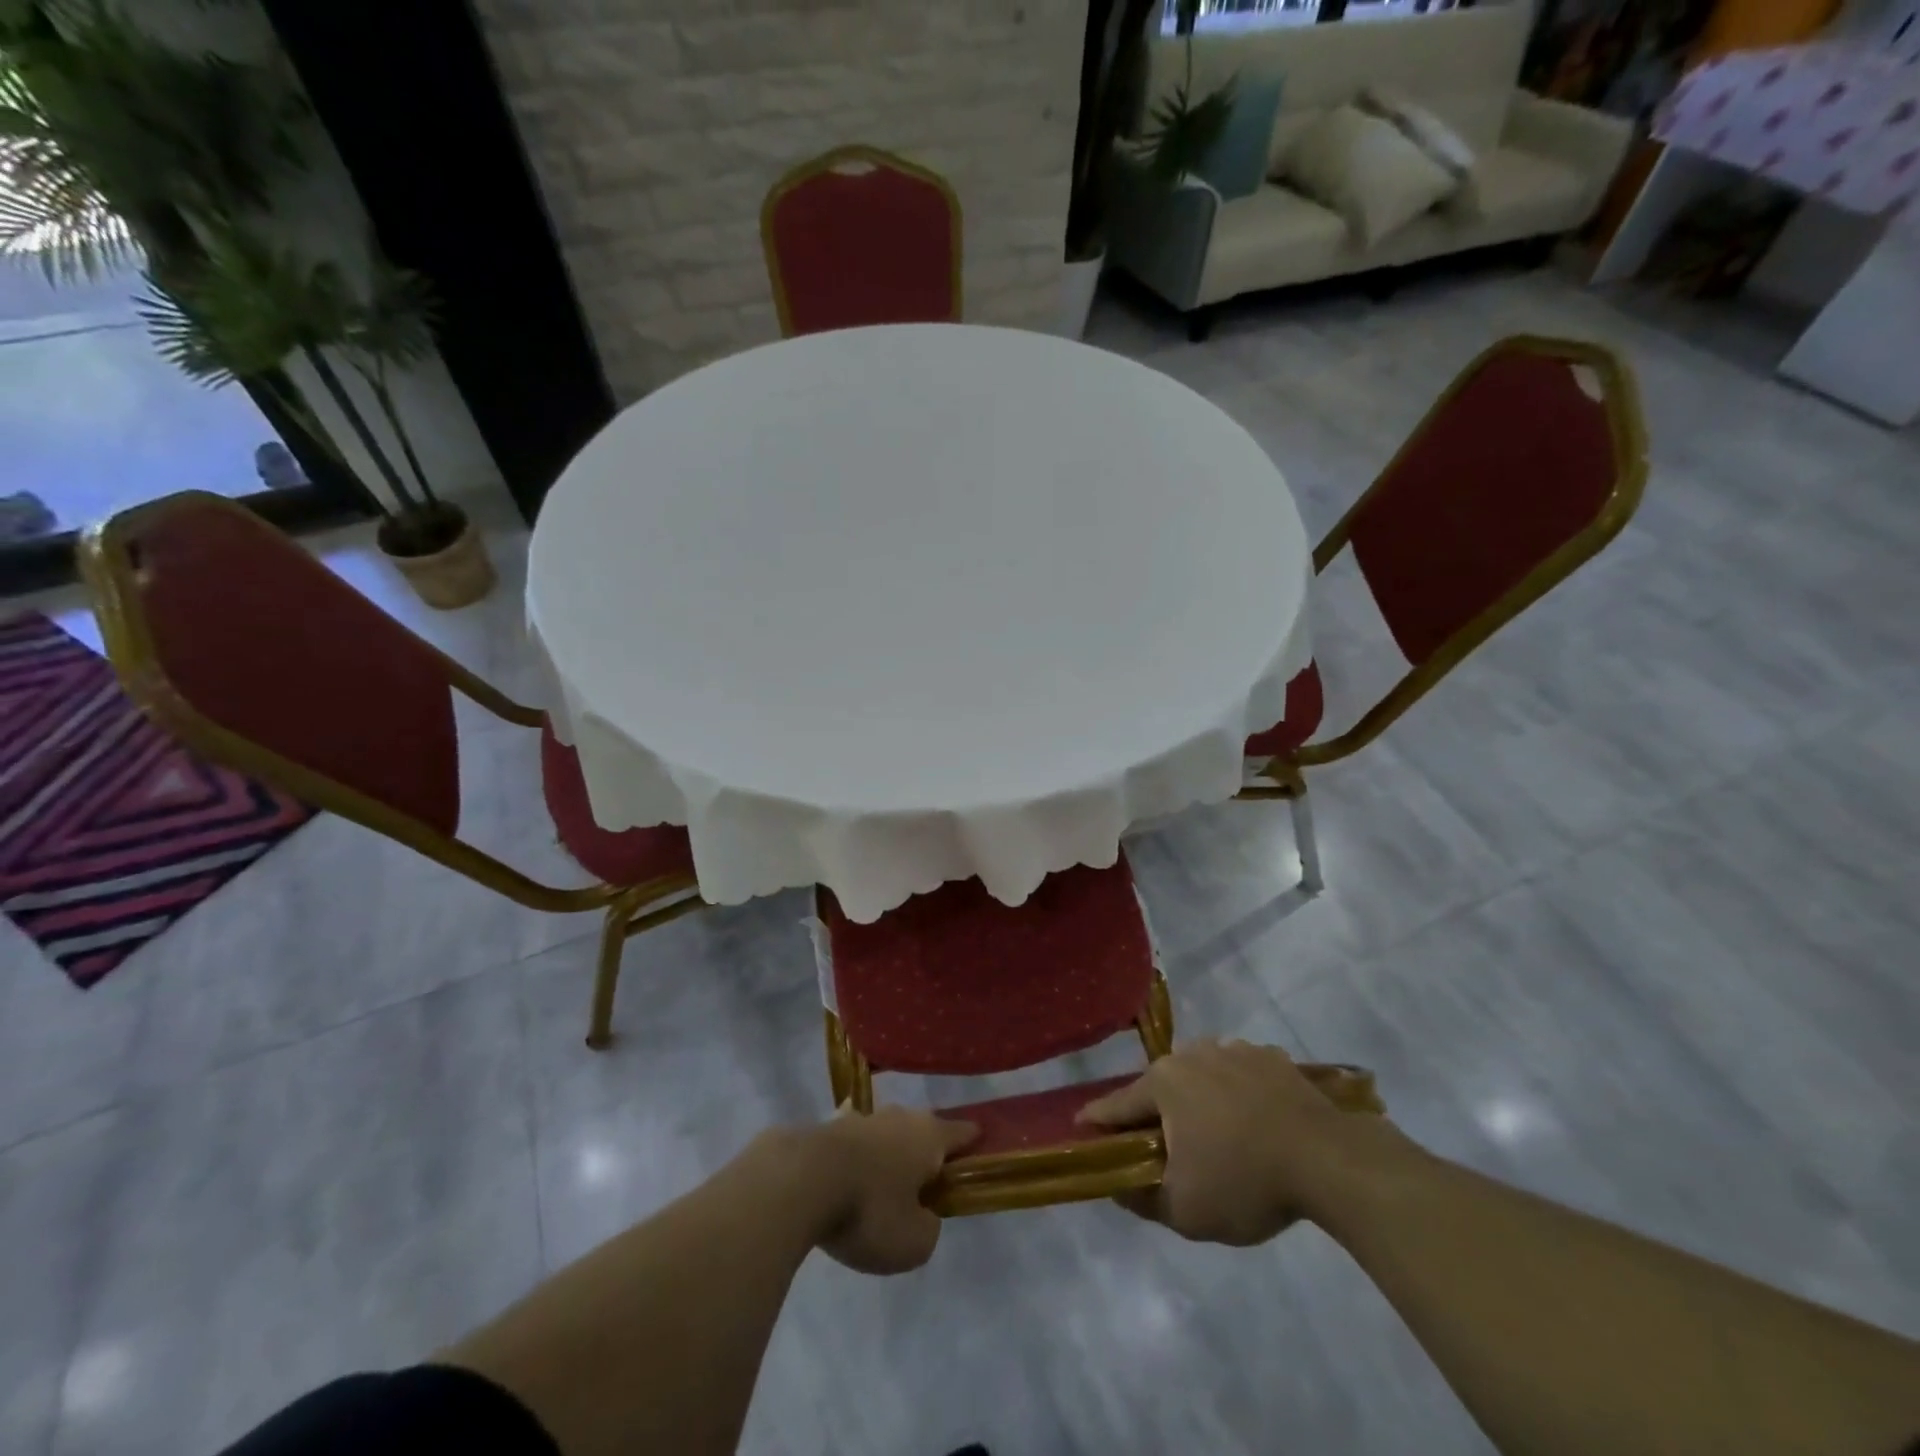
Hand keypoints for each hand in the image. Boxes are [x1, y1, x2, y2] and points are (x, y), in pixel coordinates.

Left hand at [809, 1106, 977, 1273]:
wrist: (800, 1180)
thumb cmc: (869, 1211)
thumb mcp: (913, 1242)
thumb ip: (928, 1229)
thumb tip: (923, 1216)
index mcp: (929, 1137)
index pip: (962, 1133)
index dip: (972, 1142)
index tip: (980, 1148)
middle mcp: (899, 1118)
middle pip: (922, 1129)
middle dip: (927, 1148)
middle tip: (927, 1175)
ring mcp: (862, 1117)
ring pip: (886, 1130)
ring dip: (889, 1148)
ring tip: (886, 1174)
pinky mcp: (827, 1127)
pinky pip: (851, 1138)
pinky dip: (854, 1150)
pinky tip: (847, 1160)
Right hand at [1078, 1039, 1406, 1245]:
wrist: (1328, 1160)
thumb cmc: (1245, 1182)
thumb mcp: (1184, 1211)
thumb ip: (1141, 1198)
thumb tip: (1116, 1186)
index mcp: (1164, 1082)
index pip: (1118, 1105)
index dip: (1099, 1120)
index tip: (1081, 1125)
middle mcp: (1192, 1054)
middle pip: (1162, 1087)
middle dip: (1157, 1113)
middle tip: (1164, 1145)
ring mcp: (1234, 1049)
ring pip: (1203, 1077)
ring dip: (1200, 1101)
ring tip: (1217, 1136)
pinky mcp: (1271, 1057)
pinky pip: (1241, 1076)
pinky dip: (1239, 1094)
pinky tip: (1255, 1122)